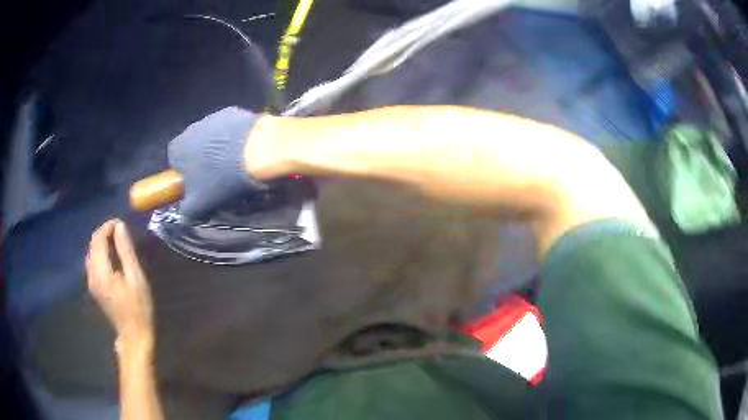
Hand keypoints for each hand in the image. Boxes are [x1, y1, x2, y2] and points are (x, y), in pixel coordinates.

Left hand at [87, 220, 153, 350]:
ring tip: (116, 240)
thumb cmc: (138, 308)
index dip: (107, 227)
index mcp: (101, 272)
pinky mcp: (94, 288)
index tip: (120, 223)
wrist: (133, 336)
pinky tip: (110, 255)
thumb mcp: (136, 278)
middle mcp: (92, 275)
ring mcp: (91, 282)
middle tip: (119, 230)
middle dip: (104, 233)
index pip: (98, 240)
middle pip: (92, 245)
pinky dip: (99, 253)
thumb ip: (126, 251)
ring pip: (91, 253)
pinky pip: (92, 262)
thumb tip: (120, 226)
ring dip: (101, 242)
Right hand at [168, 107, 266, 218]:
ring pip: (212, 136)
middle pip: (194, 147)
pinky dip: (235, 137)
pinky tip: (247, 150)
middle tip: (219, 177)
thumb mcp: (199, 205)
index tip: (199, 186)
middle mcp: (191, 127)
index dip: (187, 175)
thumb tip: (184, 215)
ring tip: (236, 164)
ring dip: (219, 148)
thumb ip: (186, 211)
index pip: (175, 162)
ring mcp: (213, 116)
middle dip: (203, 160)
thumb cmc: (220, 180)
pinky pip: (230, 127)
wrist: (256, 151)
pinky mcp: (235, 111)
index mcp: (178, 148)